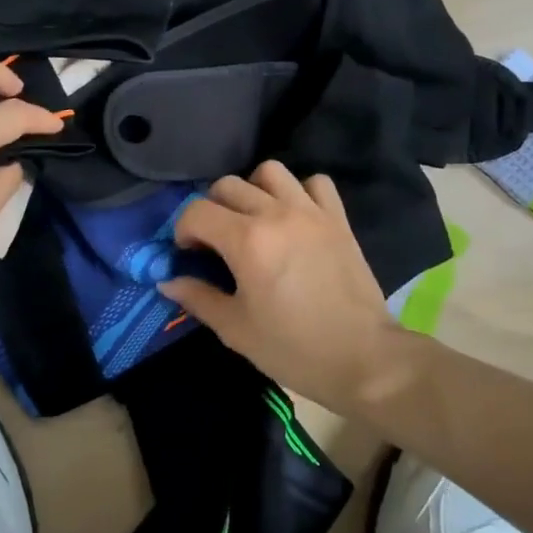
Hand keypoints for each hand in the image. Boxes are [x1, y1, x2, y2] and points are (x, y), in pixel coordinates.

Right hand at [161, 162, 398, 409]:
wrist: (364, 359)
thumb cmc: (294, 348)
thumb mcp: (236, 329)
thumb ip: (198, 298)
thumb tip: (168, 281)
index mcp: (247, 241)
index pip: (197, 211)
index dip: (183, 230)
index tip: (189, 254)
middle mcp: (276, 214)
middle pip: (228, 186)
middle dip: (212, 209)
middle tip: (217, 241)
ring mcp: (311, 212)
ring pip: (270, 172)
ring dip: (253, 190)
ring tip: (254, 220)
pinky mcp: (338, 219)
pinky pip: (315, 183)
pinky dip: (299, 192)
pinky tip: (294, 217)